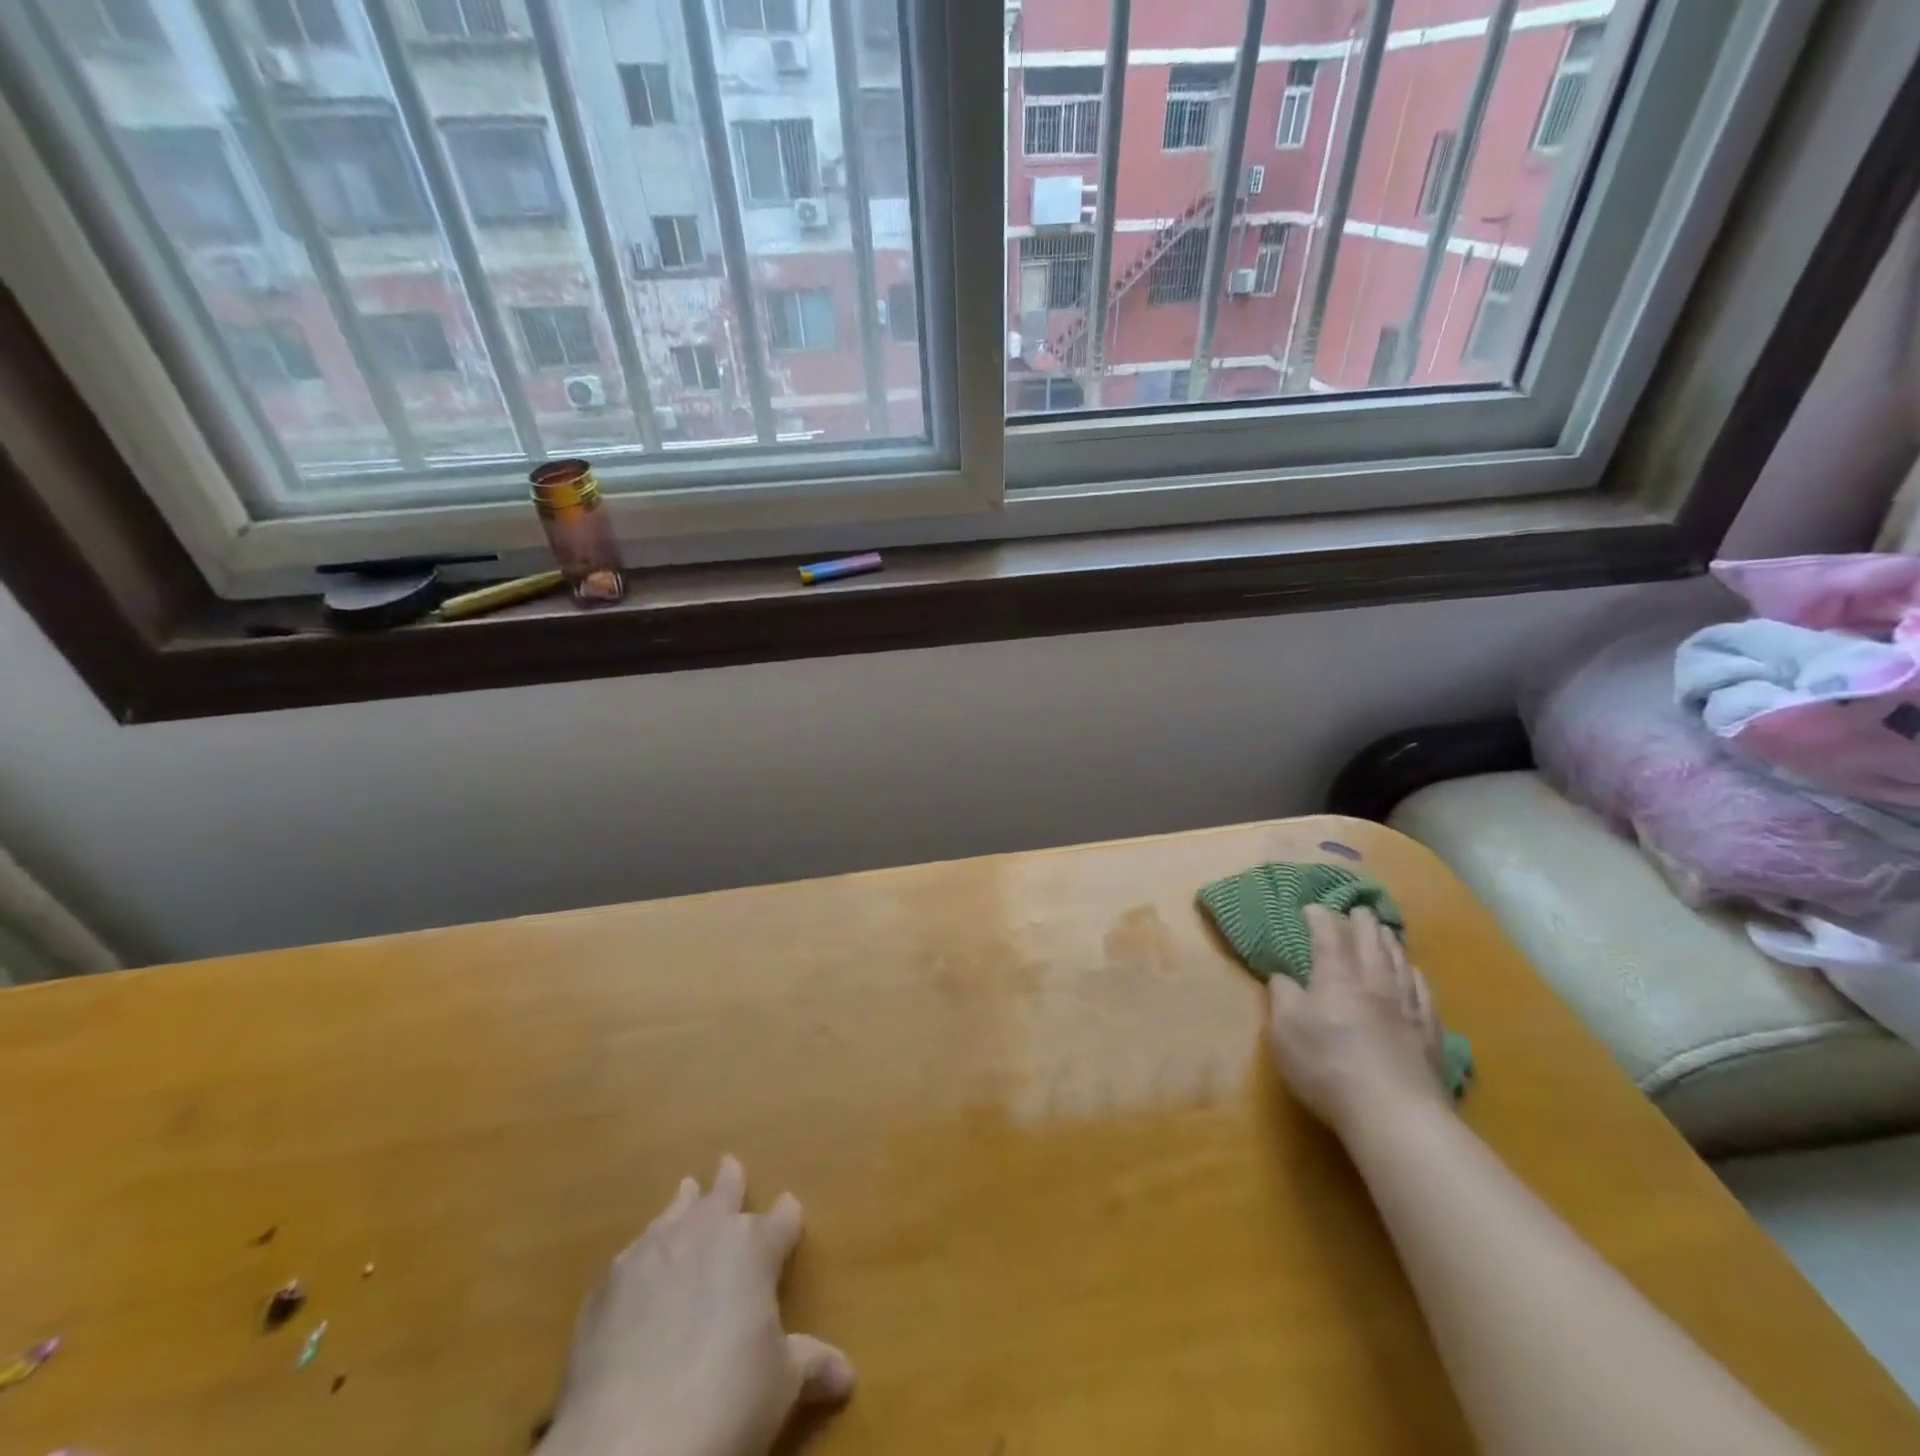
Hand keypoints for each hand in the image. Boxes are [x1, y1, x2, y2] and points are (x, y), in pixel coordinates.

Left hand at [540, 1156, 854, 1455]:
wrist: (628, 1444)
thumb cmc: (726, 1402)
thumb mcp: (780, 1387)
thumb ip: (811, 1366)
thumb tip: (848, 1375)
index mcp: (753, 1248)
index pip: (780, 1220)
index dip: (787, 1215)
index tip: (789, 1206)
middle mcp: (706, 1234)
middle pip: (723, 1195)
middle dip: (730, 1182)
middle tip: (729, 1164)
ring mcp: (652, 1253)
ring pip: (675, 1212)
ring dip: (685, 1203)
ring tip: (687, 1190)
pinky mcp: (607, 1285)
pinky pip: (632, 1253)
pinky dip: (644, 1252)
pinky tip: (639, 1263)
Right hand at [1266, 904, 1452, 1136]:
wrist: (1394, 1115)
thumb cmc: (1327, 1066)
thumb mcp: (1284, 1031)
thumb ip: (1282, 997)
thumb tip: (1283, 977)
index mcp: (1336, 979)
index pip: (1327, 937)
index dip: (1319, 919)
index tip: (1311, 907)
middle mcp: (1374, 984)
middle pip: (1370, 943)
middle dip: (1362, 922)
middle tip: (1358, 908)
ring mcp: (1407, 1009)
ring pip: (1400, 964)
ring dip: (1390, 943)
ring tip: (1386, 931)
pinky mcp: (1429, 1036)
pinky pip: (1423, 994)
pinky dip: (1416, 977)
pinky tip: (1415, 975)